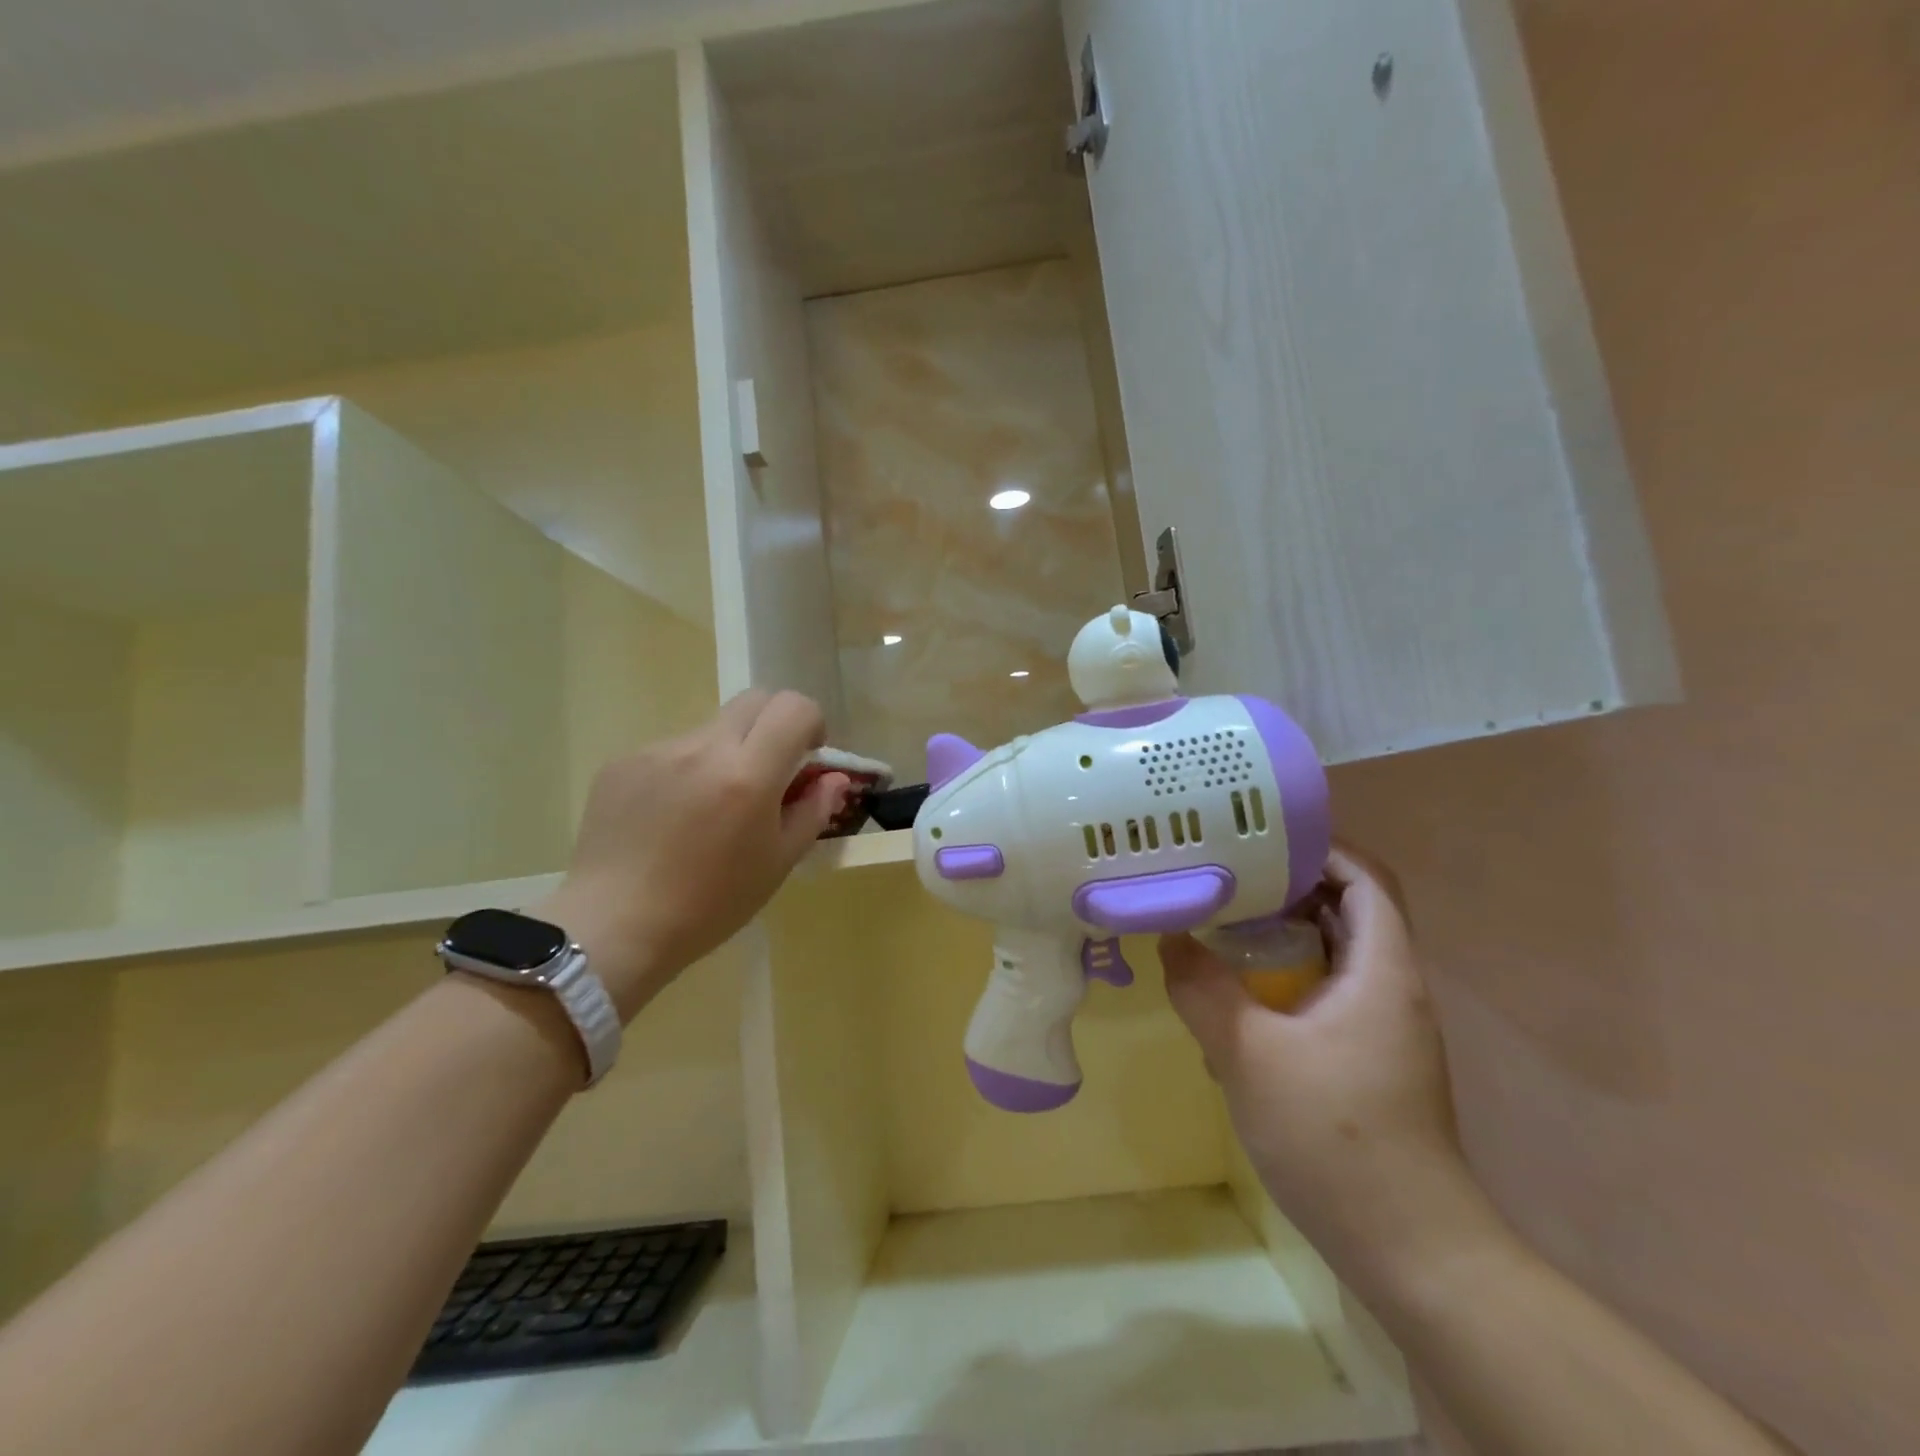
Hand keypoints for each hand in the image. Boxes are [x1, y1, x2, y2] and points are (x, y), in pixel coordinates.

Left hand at [532, 690, 849, 1019]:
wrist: (614, 926)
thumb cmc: (710, 904)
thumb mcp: (777, 863)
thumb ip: (812, 811)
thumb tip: (833, 778)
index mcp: (748, 774)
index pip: (793, 708)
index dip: (811, 723)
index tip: (808, 756)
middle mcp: (702, 748)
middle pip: (754, 700)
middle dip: (774, 725)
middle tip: (770, 771)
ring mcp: (657, 751)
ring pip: (710, 729)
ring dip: (726, 753)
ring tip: (710, 809)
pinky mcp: (622, 763)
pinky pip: (671, 752)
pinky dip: (686, 771)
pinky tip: (671, 819)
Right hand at [1161, 844, 1502, 1293]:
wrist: (1413, 1251)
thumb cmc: (1336, 1138)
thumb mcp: (1248, 1055)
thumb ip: (1202, 988)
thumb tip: (1169, 937)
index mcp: (1383, 970)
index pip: (1365, 878)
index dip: (1319, 847)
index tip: (1256, 836)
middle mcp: (1392, 988)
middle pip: (1349, 908)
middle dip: (1289, 884)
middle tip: (1225, 873)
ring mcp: (1384, 1027)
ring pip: (1336, 952)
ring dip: (1285, 931)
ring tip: (1222, 921)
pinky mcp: (1369, 1059)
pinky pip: (1328, 991)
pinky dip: (1287, 975)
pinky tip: (1239, 995)